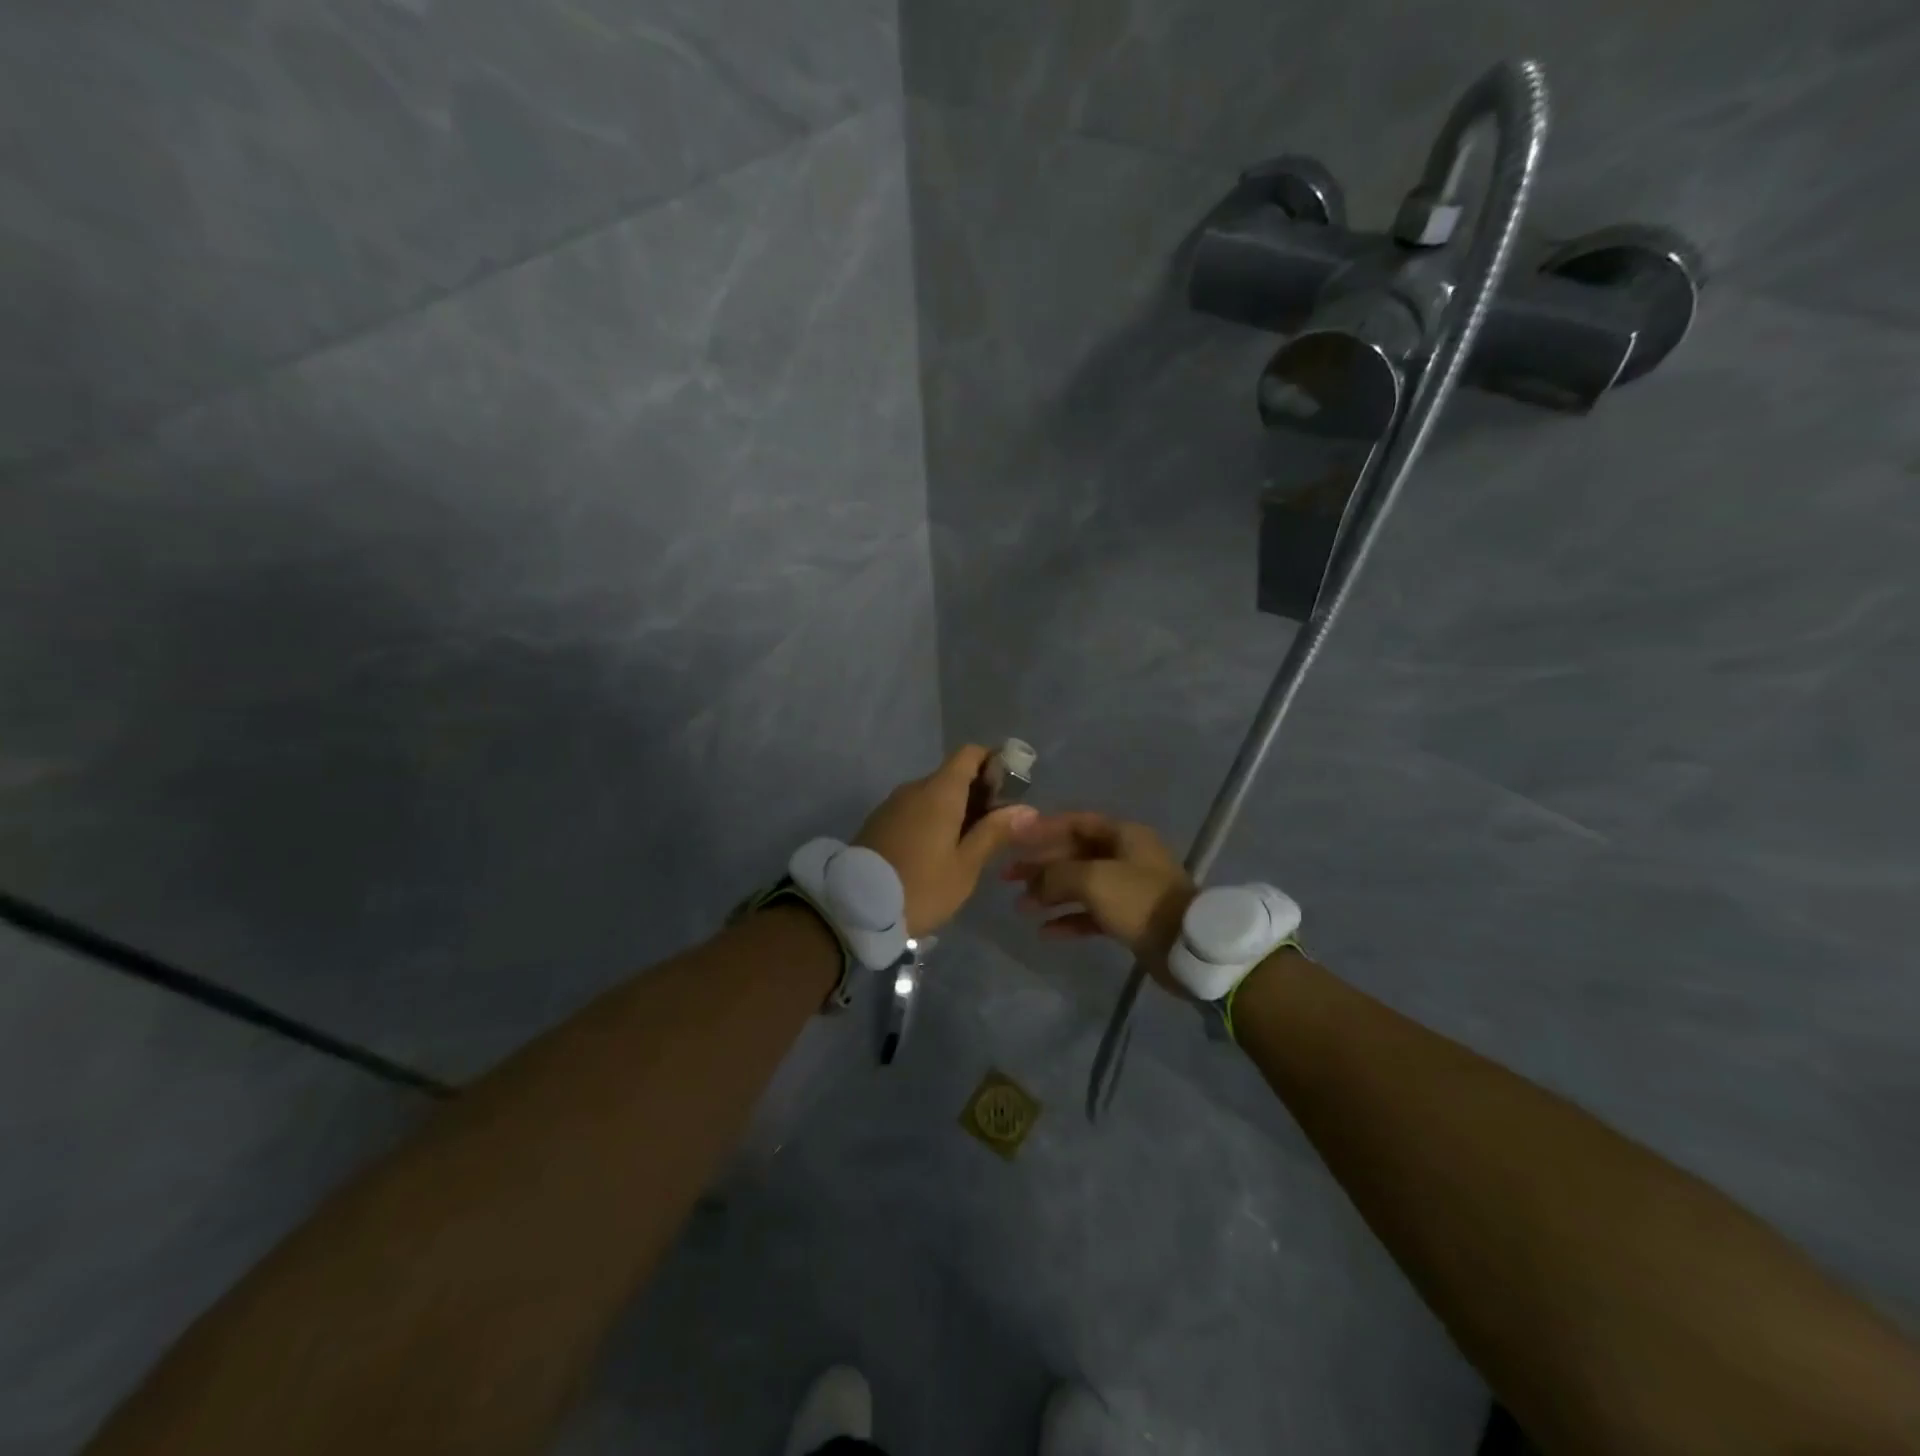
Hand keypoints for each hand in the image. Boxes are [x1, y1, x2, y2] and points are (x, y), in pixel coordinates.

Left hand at [855, 747, 1038, 935]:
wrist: (854, 909)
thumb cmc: (921, 887)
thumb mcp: (965, 866)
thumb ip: (993, 833)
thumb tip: (1026, 808)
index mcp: (939, 792)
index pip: (969, 754)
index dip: (993, 762)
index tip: (1010, 789)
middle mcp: (914, 788)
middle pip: (952, 775)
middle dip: (978, 792)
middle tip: (997, 827)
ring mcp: (892, 804)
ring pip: (933, 794)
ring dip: (955, 809)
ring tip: (971, 844)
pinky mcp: (879, 822)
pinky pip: (915, 810)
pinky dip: (933, 819)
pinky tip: (940, 850)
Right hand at [1002, 813, 1197, 992]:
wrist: (1186, 946)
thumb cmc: (1139, 900)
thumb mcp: (1092, 879)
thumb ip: (1056, 875)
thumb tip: (1033, 884)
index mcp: (1123, 835)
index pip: (1075, 823)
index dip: (1043, 829)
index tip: (1014, 839)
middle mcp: (1125, 856)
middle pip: (1074, 854)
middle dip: (1041, 865)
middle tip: (1008, 877)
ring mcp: (1128, 888)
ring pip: (1080, 885)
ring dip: (1050, 894)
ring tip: (1020, 907)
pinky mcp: (1129, 918)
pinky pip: (1091, 913)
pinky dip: (1068, 919)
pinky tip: (1045, 931)